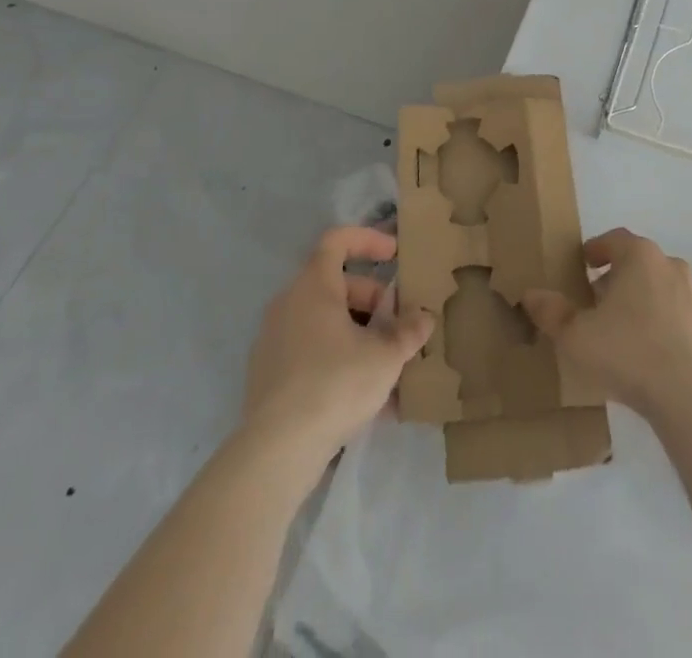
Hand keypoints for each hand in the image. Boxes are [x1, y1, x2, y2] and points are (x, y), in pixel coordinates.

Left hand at [242, 227, 432, 471]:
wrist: (276, 451)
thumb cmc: (334, 384)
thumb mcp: (385, 356)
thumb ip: (408, 331)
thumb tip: (423, 317)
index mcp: (313, 286)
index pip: (337, 241)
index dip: (368, 240)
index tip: (395, 254)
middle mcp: (288, 304)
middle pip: (334, 285)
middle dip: (372, 299)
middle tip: (399, 324)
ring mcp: (273, 341)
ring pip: (323, 321)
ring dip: (358, 333)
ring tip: (388, 365)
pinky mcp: (268, 376)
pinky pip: (310, 352)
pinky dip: (338, 359)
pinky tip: (365, 397)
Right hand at [522, 228, 691, 423]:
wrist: (690, 397)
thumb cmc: (627, 353)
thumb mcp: (575, 336)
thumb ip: (551, 312)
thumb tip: (530, 294)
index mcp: (640, 256)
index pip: (614, 239)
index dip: (596, 249)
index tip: (582, 264)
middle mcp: (671, 266)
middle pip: (638, 262)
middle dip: (616, 277)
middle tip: (595, 300)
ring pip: (660, 288)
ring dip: (640, 300)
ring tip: (620, 328)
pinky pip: (677, 316)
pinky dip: (661, 324)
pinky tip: (647, 352)